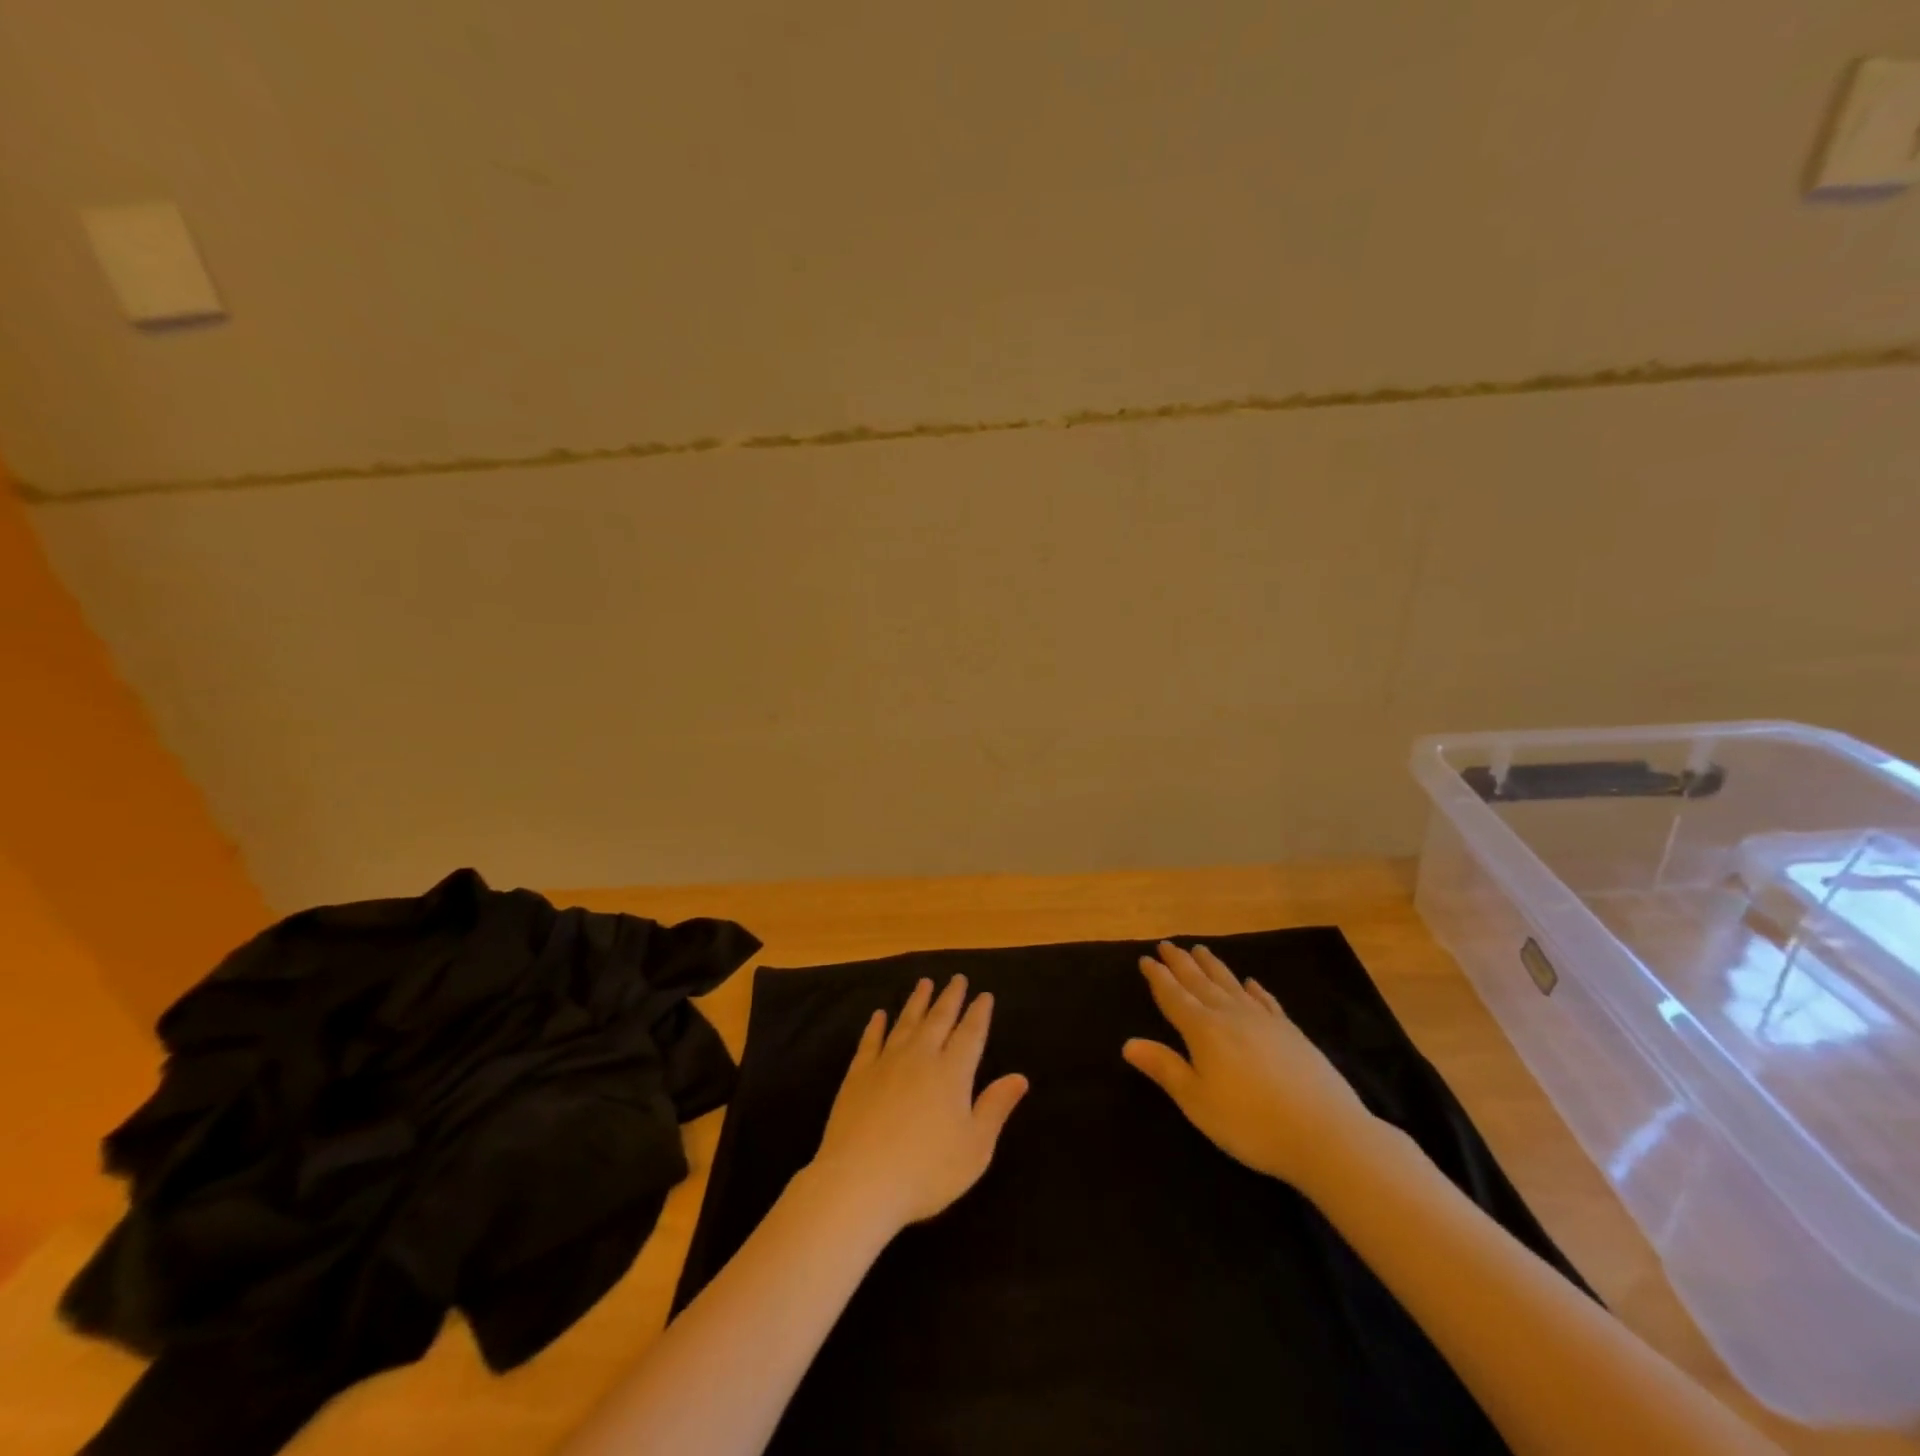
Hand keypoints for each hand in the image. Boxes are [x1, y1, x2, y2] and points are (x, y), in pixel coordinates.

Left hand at [809, 976, 1029, 1234]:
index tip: (984, 995)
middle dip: (951, 997)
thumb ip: (995, 1107)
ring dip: (917, 1001)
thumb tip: (1020, 1077)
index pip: (970, 1033)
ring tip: (924, 983)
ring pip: (906, 1022)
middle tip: (957, 977)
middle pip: (939, 1019)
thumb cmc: (926, 1171)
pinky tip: (879, 1015)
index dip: (979, 1013)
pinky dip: (876, 1025)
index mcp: (952, 1072)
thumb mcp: (974, 1148)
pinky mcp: (858, 1075)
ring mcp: (886, 1062)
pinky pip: (870, 1041)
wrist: (860, 1181)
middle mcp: (921, 1057)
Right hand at [1123, 942, 1379, 1192]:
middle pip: (1200, 982)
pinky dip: (1255, 989)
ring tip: (1201, 950)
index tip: (1146, 958)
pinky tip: (1251, 982)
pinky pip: (1266, 1001)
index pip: (1174, 996)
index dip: (1158, 978)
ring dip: (1213, 966)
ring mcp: (1264, 1021)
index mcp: (1203, 1030)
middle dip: (1181, 963)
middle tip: (1168, 944)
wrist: (1326, 1133)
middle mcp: (1231, 1015)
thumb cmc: (1250, 1123)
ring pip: (1231, 984)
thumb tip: (1128, 1043)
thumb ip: (1165, 1068)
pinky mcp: (1292, 1032)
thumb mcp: (1197, 1101)